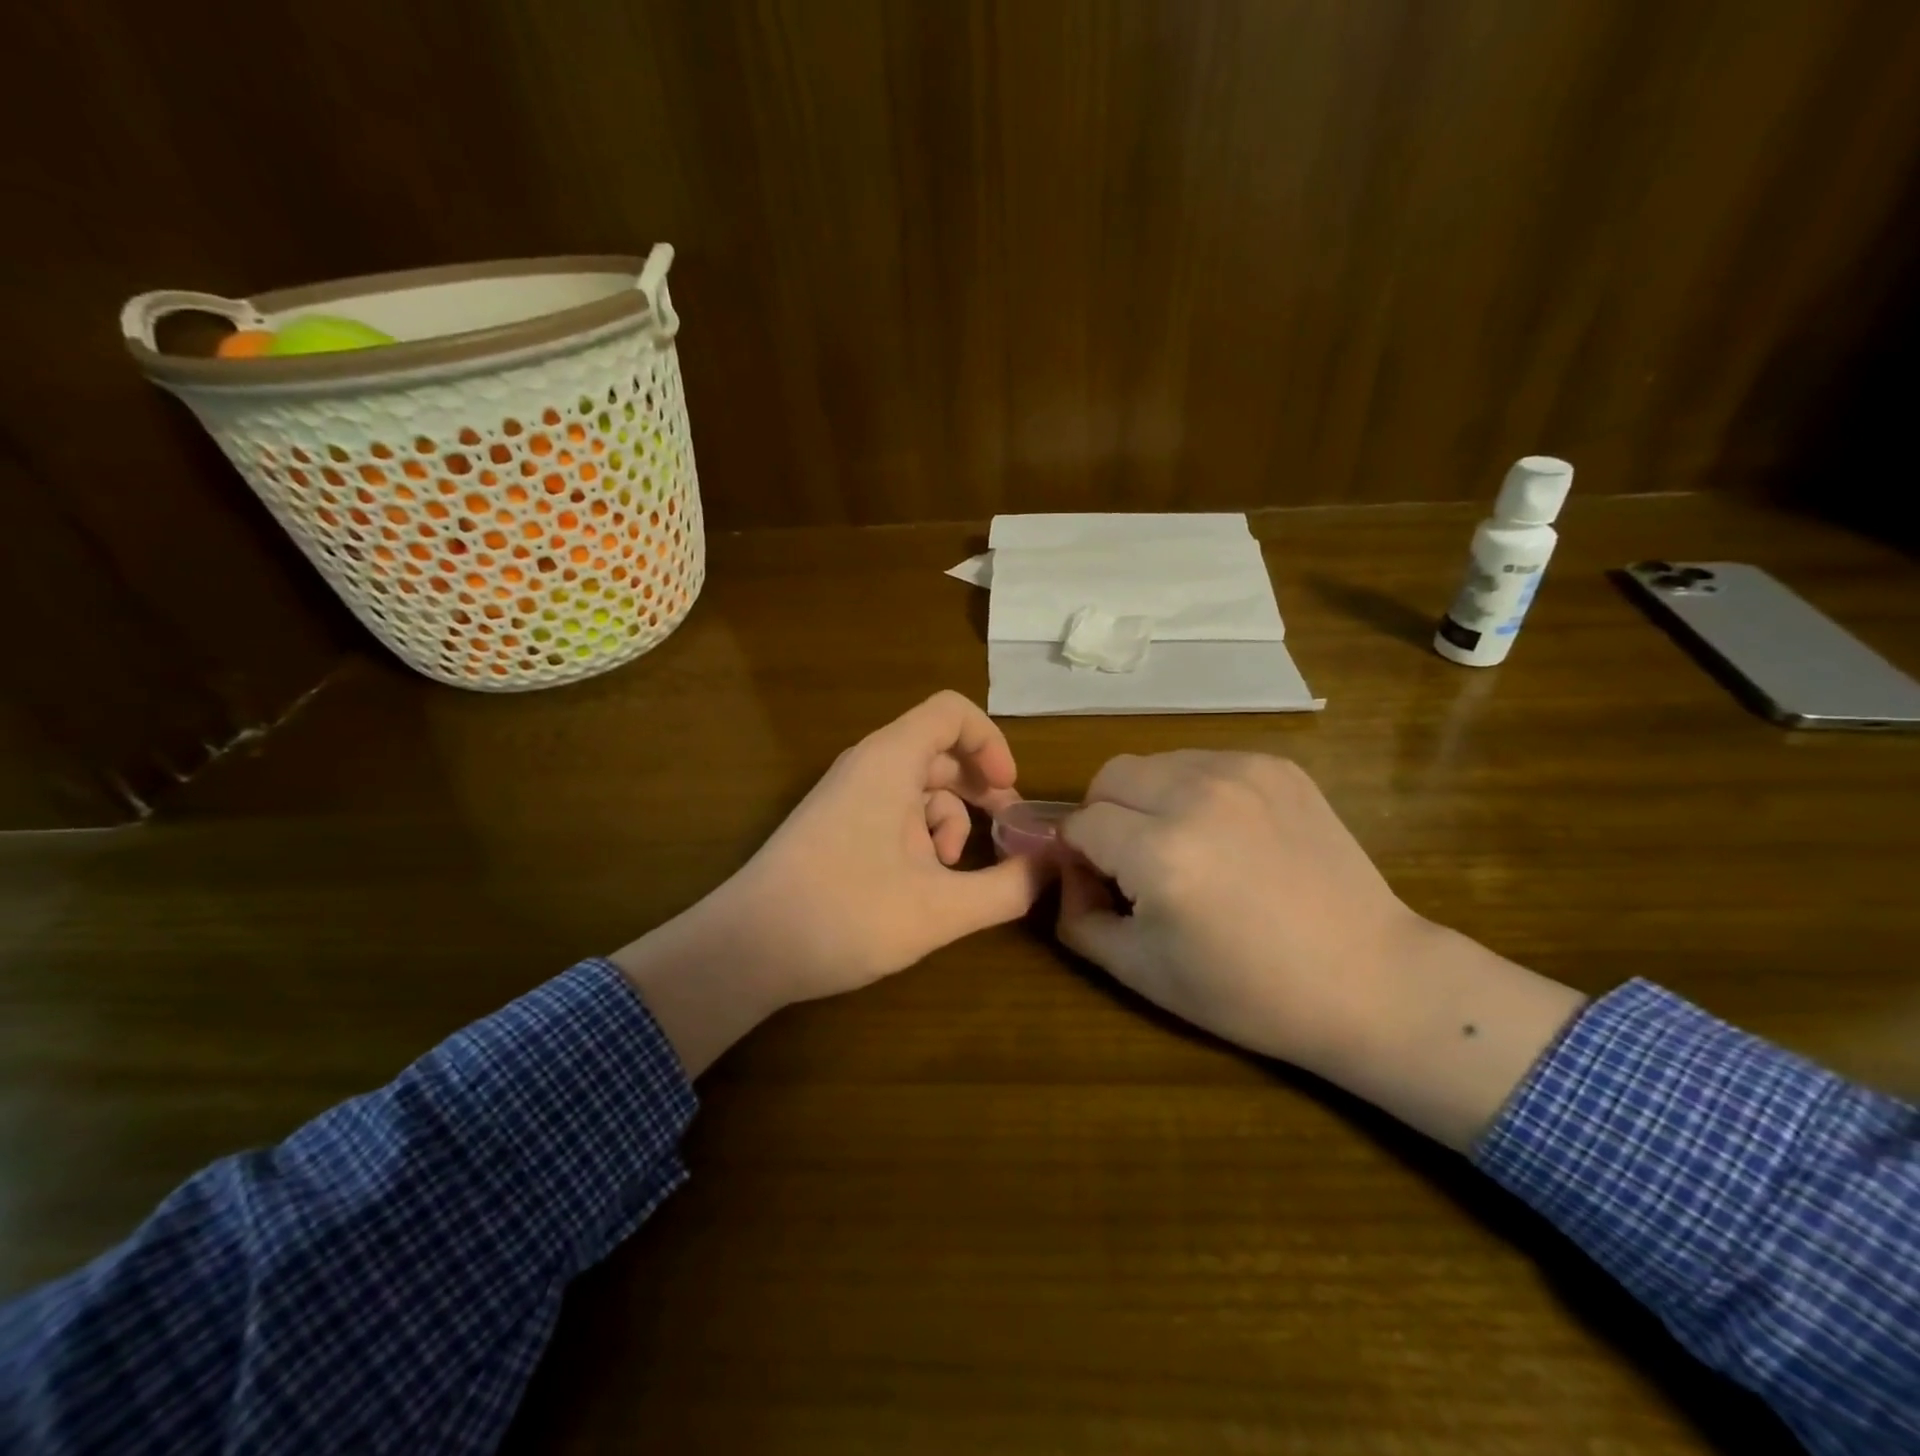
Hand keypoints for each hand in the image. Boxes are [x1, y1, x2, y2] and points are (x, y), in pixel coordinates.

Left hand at [614, 692, 1050, 1073]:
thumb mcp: (941, 909)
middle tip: (1008, 835)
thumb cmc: (846, 915)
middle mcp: (868, 765)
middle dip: (981, 791)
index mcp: (890, 761)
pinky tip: (920, 885)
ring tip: (952, 874)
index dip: (991, 743)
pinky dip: (920, 838)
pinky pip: (892, 812)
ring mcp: (847, 795)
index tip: (1010, 793)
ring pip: (918, 787)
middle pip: (940, 752)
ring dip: (950, 823)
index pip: (952, 712)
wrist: (746, 950)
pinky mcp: (836, 825)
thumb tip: (1054, 868)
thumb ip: (1007, 888)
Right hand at [1056, 751, 1585, 1148]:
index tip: (1099, 882)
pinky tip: (1226, 833)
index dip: (1077, 854)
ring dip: (1147, 797)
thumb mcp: (1141, 972)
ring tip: (1181, 843)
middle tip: (1131, 859)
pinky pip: (1205, 762)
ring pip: (1156, 762)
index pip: (1080, 823)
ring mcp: (1242, 773)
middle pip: (1109, 776)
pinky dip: (1194, 790)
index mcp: (1160, 853)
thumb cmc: (1248, 991)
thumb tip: (1066, 873)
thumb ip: (1077, 918)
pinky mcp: (1278, 767)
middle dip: (1104, 814)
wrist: (1370, 980)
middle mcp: (1195, 796)